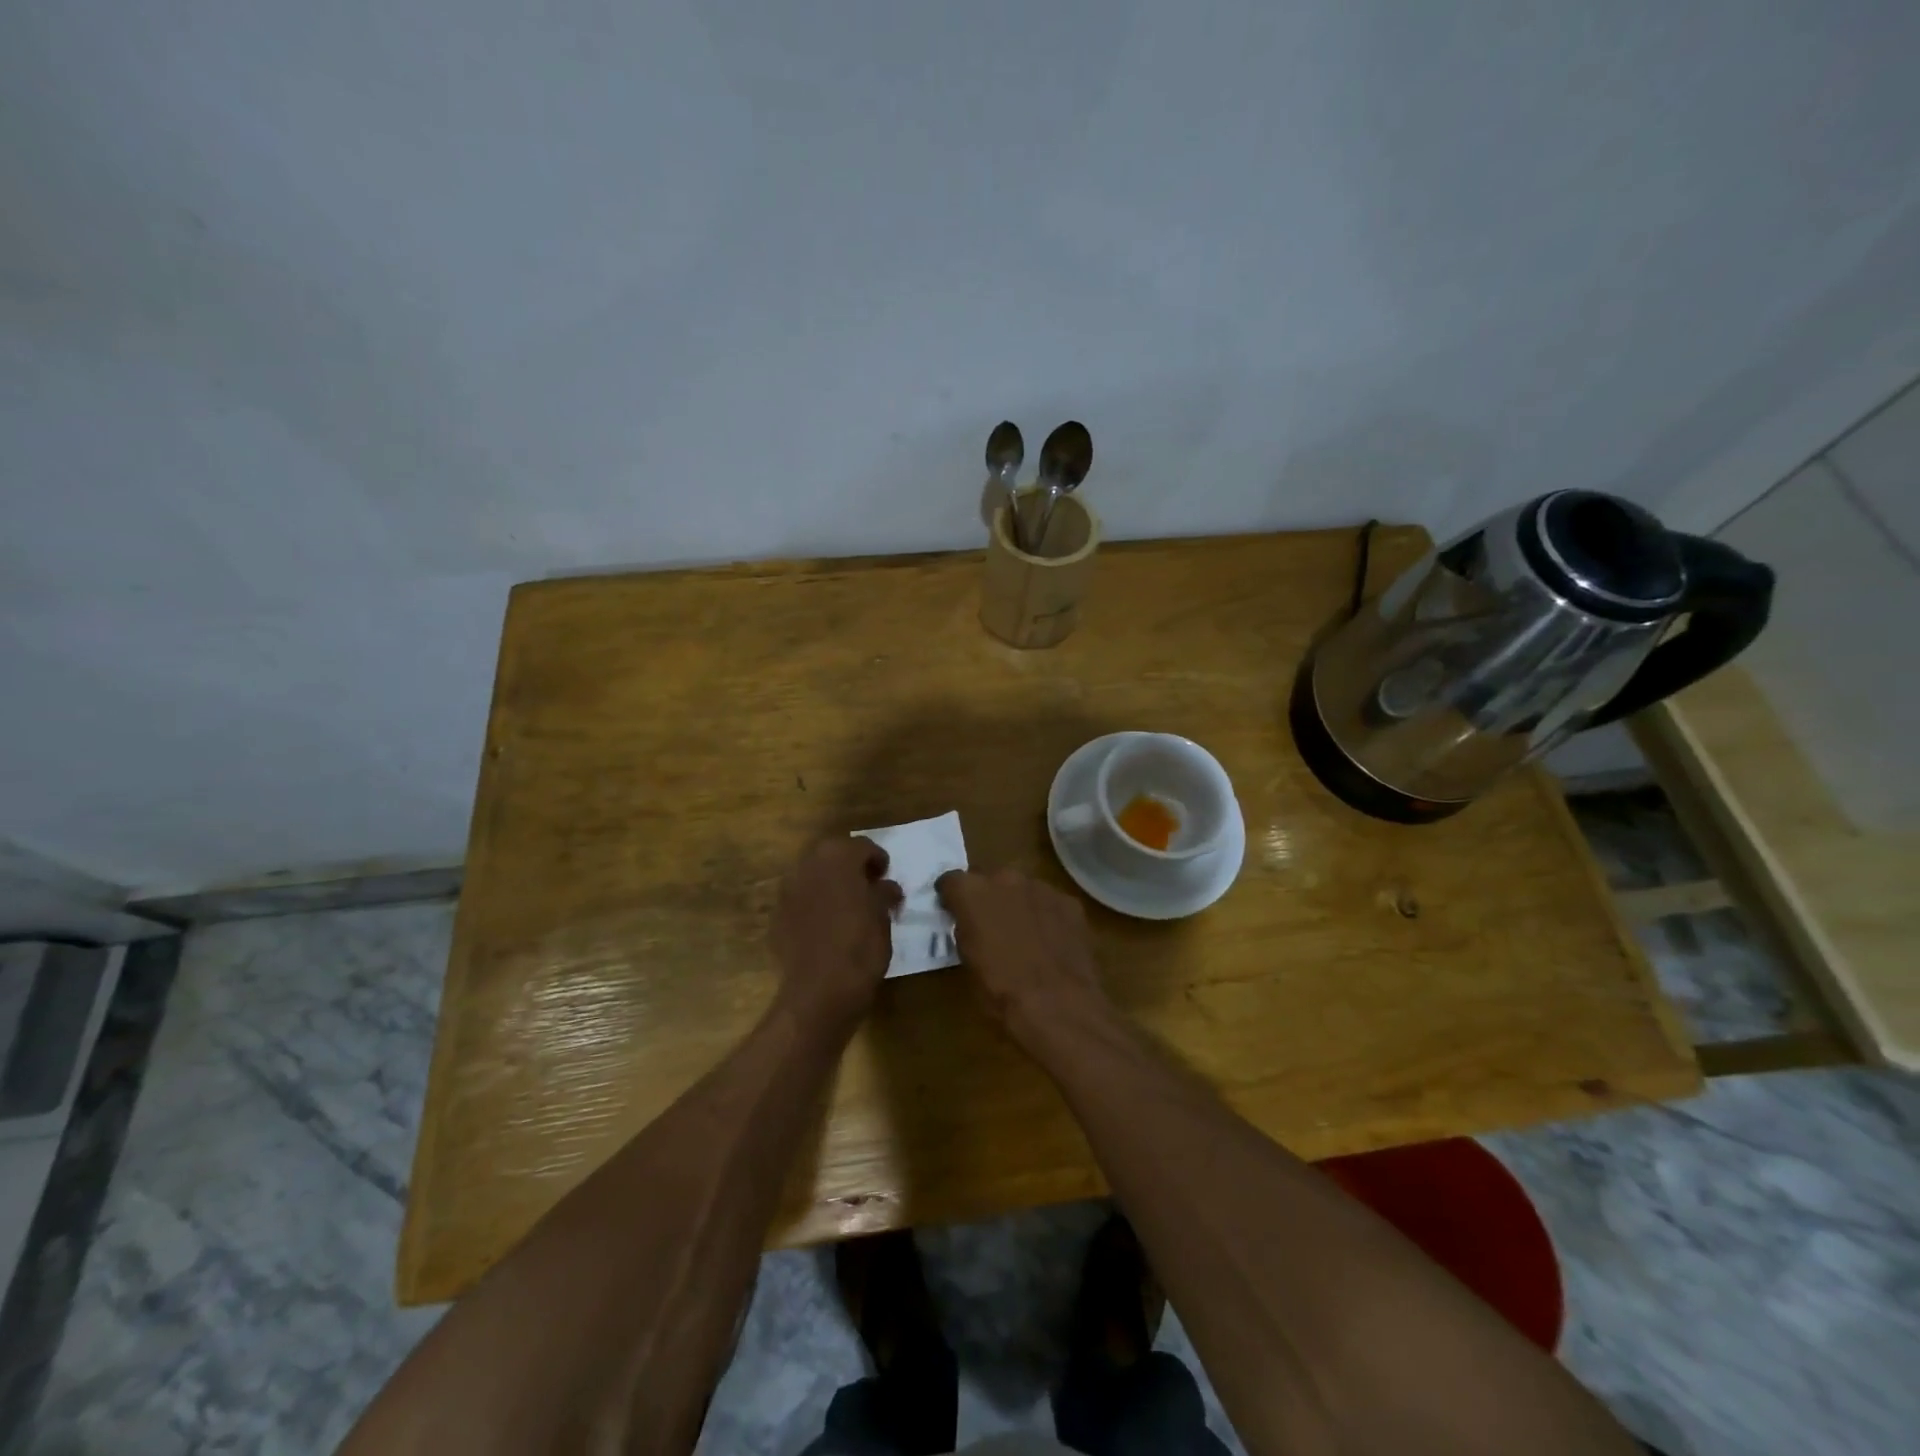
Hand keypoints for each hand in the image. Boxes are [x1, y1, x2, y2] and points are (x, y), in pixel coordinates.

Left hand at [772, 837, 901, 1030]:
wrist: (819, 992)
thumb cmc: (860, 948)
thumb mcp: (883, 918)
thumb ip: (884, 894)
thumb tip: (886, 887)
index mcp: (838, 858)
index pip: (862, 846)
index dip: (878, 859)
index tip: (887, 876)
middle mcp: (808, 866)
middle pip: (832, 854)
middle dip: (850, 865)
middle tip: (868, 885)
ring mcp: (787, 891)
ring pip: (812, 875)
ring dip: (829, 883)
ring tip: (848, 904)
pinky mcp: (777, 916)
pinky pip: (800, 899)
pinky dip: (814, 903)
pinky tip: (827, 924)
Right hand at [935, 868, 1111, 1045]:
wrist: (1055, 1003)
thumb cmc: (1000, 988)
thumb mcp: (967, 960)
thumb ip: (965, 929)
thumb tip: (969, 923)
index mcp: (972, 892)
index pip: (951, 880)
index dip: (951, 896)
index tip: (952, 910)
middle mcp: (1005, 878)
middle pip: (990, 879)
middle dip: (988, 897)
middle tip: (990, 923)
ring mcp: (1041, 887)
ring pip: (1023, 889)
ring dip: (1018, 904)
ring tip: (1023, 934)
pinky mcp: (1069, 902)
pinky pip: (1050, 903)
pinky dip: (1046, 916)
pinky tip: (1050, 941)